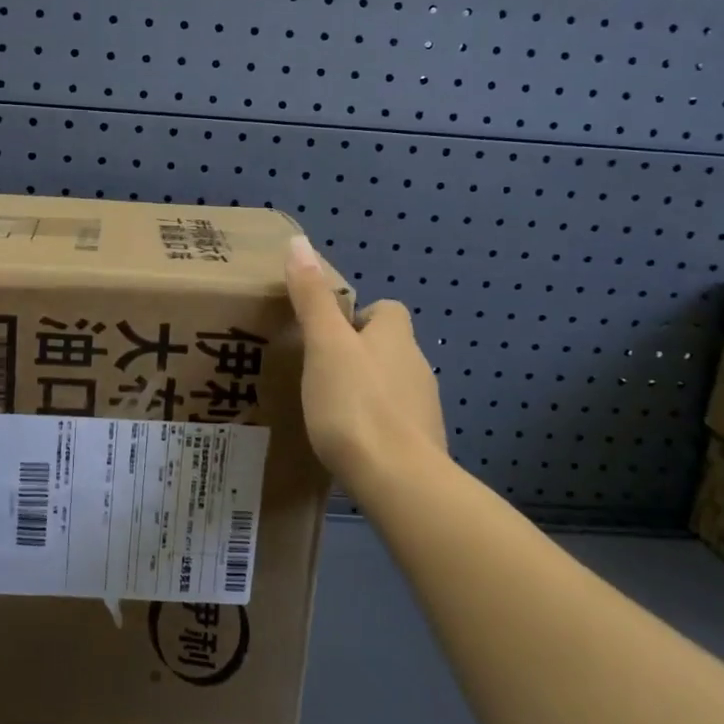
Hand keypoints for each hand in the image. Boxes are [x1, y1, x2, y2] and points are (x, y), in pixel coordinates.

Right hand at [283, 234, 448, 493]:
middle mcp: (417, 365)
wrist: (399, 481)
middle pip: (389, 348)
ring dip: (367, 390)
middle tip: (319, 372)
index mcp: (396, 337)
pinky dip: (375, 425)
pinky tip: (350, 443)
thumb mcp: (324, 345)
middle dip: (359, 355)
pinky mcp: (422, 445)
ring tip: (329, 409)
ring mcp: (423, 408)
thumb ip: (312, 297)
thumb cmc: (355, 404)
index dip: (359, 317)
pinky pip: (395, 423)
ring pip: (392, 386)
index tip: (328, 335)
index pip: (386, 310)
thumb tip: (299, 243)